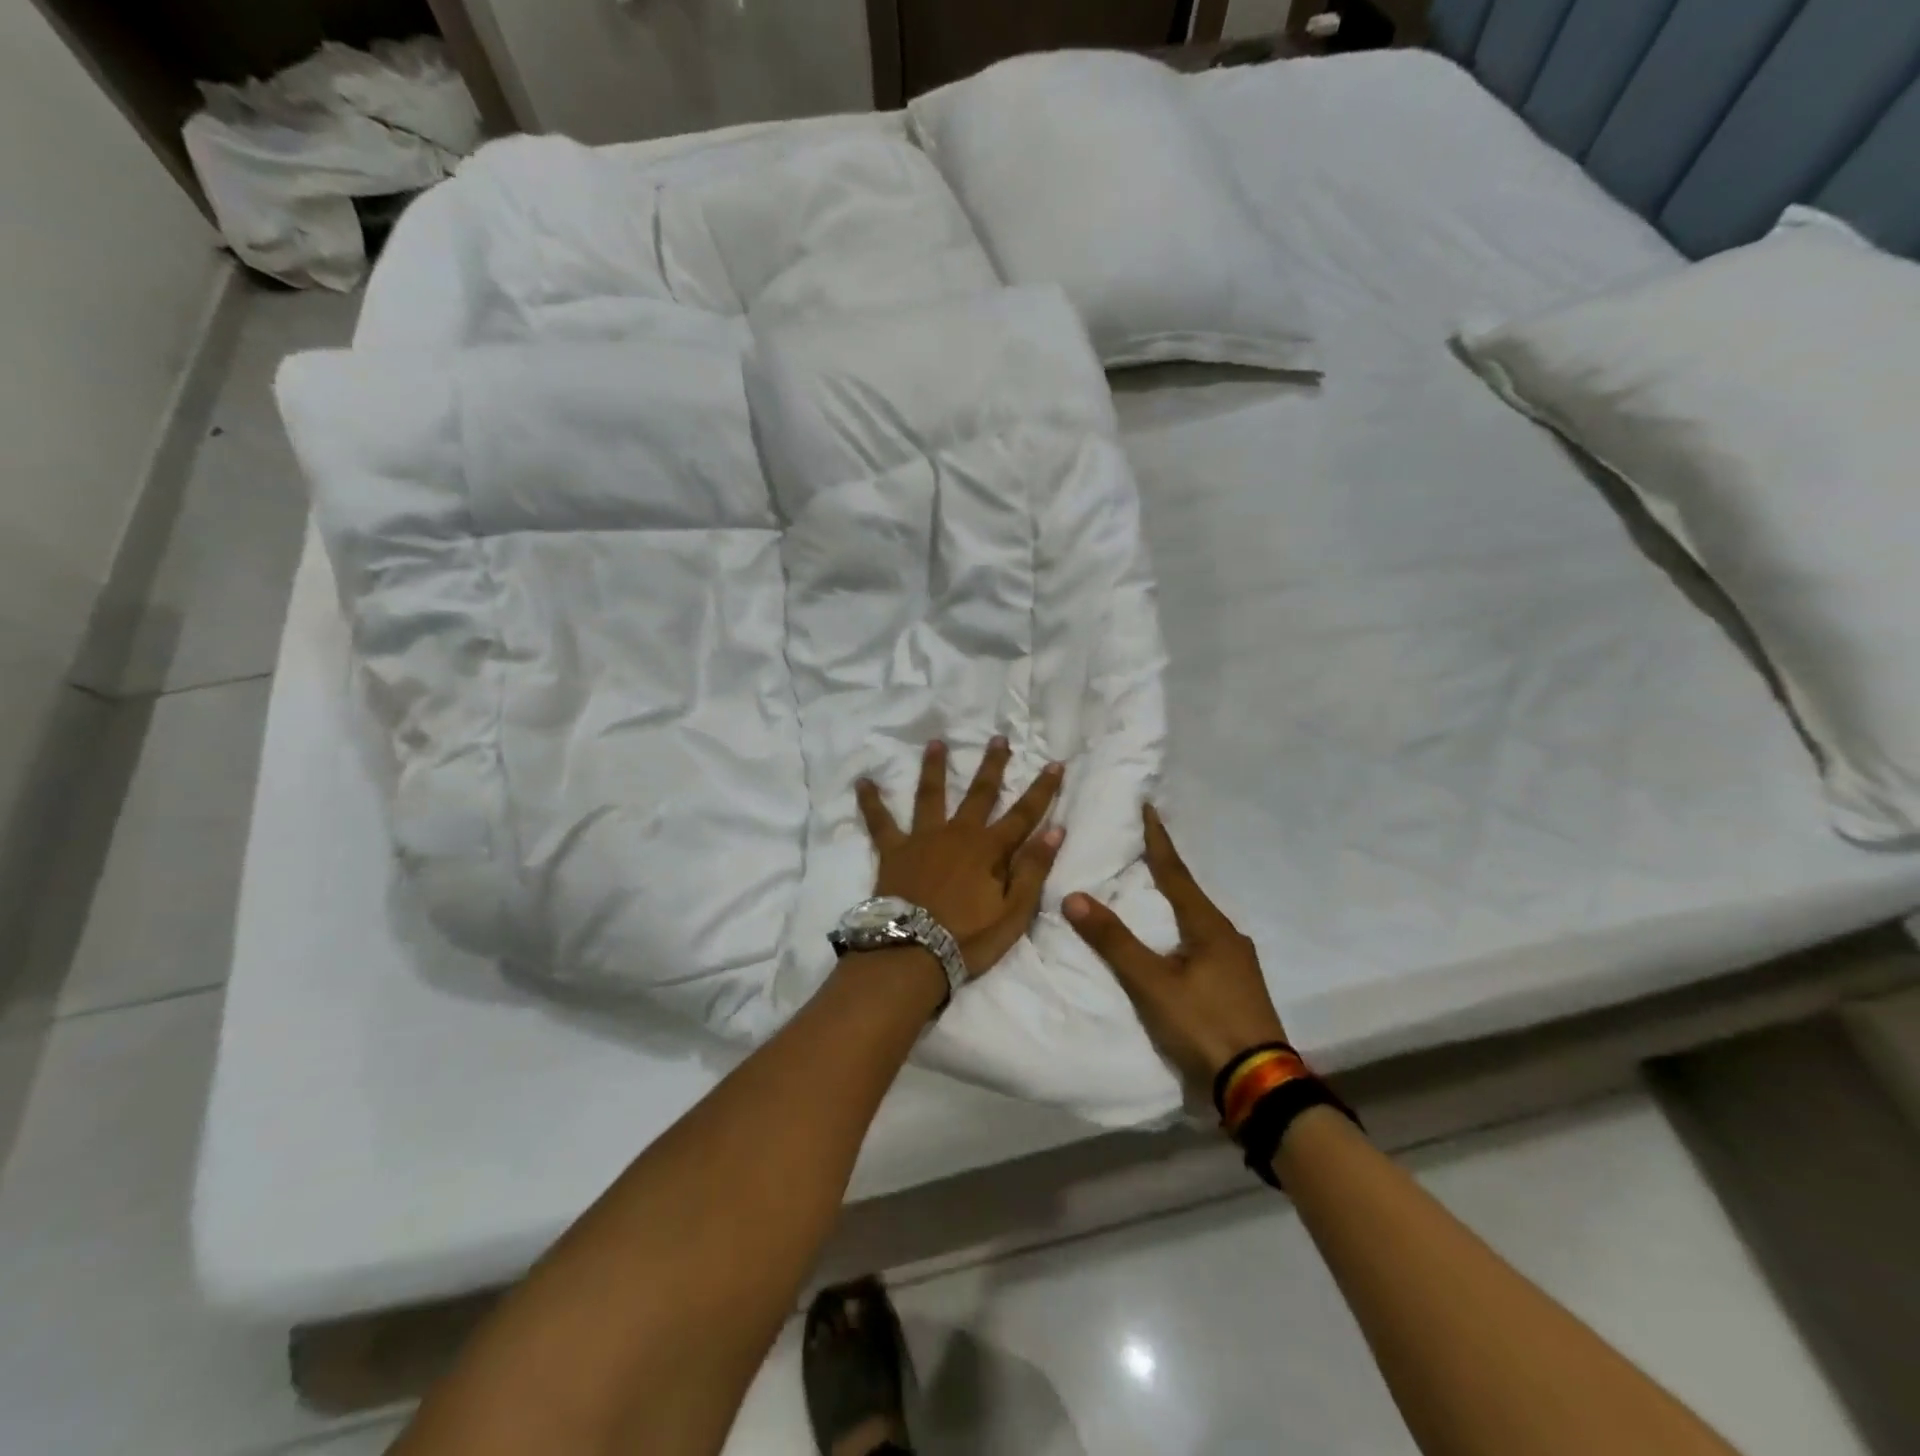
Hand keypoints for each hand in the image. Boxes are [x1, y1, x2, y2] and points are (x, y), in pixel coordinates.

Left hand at [856, 739, 1065, 977]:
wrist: (912, 953)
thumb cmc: (968, 939)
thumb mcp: (1013, 913)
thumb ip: (1032, 870)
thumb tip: (1055, 830)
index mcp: (989, 850)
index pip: (1024, 815)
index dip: (1042, 790)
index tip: (1054, 764)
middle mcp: (957, 834)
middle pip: (979, 793)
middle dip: (992, 765)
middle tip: (998, 738)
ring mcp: (923, 838)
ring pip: (931, 795)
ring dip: (934, 767)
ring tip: (936, 743)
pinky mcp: (894, 850)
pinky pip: (880, 821)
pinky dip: (871, 801)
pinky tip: (862, 782)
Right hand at [1064, 804, 1287, 1091]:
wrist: (1259, 1084)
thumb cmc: (1204, 1024)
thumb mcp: (1152, 983)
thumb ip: (1114, 941)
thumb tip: (1074, 897)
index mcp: (1209, 926)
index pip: (1175, 872)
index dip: (1158, 841)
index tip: (1148, 808)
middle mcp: (1228, 936)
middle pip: (1189, 894)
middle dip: (1165, 871)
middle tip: (1140, 850)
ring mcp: (1238, 963)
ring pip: (1198, 922)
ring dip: (1174, 904)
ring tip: (1150, 895)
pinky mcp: (1238, 987)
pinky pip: (1204, 945)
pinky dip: (1182, 933)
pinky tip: (1172, 945)